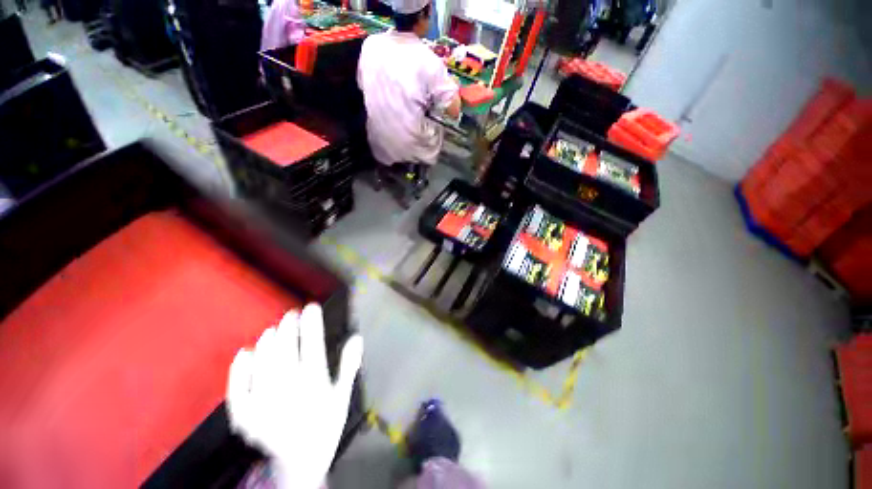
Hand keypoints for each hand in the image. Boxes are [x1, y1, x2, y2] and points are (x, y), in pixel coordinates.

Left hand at [226, 304, 363, 488]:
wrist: (300, 463)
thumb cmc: (325, 425)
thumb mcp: (343, 396)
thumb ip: (349, 366)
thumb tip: (357, 337)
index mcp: (314, 383)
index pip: (312, 344)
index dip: (311, 323)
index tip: (311, 306)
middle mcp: (288, 389)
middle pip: (285, 350)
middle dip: (288, 327)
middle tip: (291, 313)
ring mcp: (263, 403)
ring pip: (263, 363)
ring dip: (268, 342)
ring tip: (273, 328)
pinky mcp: (245, 416)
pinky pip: (238, 389)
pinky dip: (239, 370)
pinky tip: (244, 353)